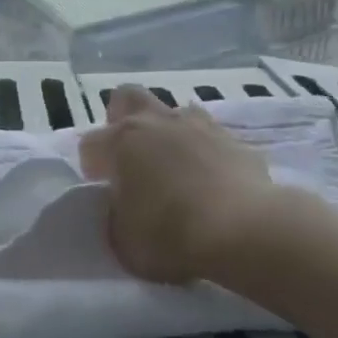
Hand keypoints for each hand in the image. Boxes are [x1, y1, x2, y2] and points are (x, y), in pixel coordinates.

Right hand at [79, 85, 305, 287]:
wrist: (247, 232)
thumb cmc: (171, 235)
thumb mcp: (123, 240)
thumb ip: (117, 215)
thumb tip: (124, 207)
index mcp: (121, 141)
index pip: (90, 143)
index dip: (92, 166)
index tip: (103, 188)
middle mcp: (156, 123)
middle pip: (128, 98)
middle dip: (122, 119)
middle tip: (129, 155)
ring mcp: (199, 127)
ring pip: (175, 112)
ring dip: (168, 133)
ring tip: (174, 168)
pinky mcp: (237, 142)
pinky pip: (211, 138)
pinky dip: (206, 154)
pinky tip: (211, 181)